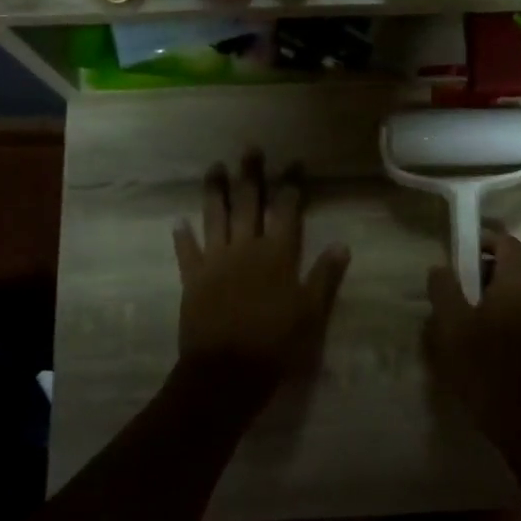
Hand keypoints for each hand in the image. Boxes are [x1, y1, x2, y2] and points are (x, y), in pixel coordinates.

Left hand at [173, 151, 350, 378]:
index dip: (291, 184)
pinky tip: (178, 221)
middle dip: (251, 175)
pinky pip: (187, 252)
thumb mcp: (311, 312)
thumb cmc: (276, 343)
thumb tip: (342, 244)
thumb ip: (325, 276)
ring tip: (215, 168)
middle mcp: (246, 248)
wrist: (226, 371)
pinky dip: (183, 236)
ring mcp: (215, 261)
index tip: (295, 163)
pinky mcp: (193, 279)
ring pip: (215, 217)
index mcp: (277, 255)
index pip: (286, 210)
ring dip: (215, 191)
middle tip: (251, 149)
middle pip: (248, 203)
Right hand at [425, 229, 520, 435]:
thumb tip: (441, 268)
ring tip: (463, 316)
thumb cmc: (485, 365)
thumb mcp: (452, 325)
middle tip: (454, 288)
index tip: (458, 253)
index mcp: (518, 281)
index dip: (482, 241)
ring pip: (516, 291)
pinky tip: (480, 337)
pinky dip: (502, 312)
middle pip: (512, 265)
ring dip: (491, 293)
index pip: (506, 242)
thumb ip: (444, 289)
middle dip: (482, 270)